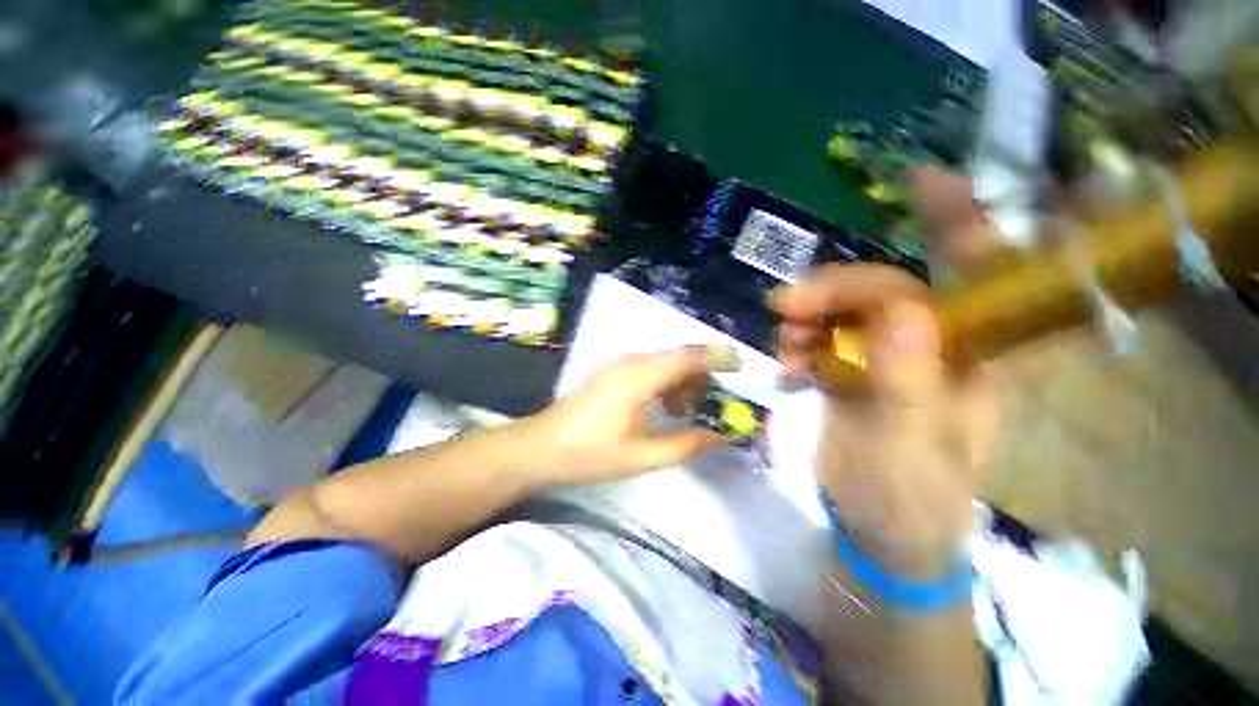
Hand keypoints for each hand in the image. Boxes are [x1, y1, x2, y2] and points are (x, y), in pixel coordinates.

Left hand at [525, 347, 726, 486]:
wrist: (540, 448)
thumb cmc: (590, 453)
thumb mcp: (642, 456)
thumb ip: (685, 444)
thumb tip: (720, 436)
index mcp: (640, 376)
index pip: (688, 357)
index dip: (717, 357)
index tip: (741, 365)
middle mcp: (632, 361)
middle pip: (678, 358)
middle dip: (701, 377)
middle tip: (710, 407)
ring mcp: (619, 365)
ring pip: (664, 363)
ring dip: (682, 383)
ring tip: (685, 414)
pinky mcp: (612, 373)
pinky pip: (649, 370)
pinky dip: (665, 384)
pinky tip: (663, 409)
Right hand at [773, 265, 999, 573]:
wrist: (881, 533)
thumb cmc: (908, 499)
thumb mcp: (911, 448)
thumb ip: (910, 384)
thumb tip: (904, 312)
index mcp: (958, 361)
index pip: (910, 297)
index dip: (855, 287)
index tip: (802, 301)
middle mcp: (923, 352)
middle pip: (870, 299)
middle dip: (824, 300)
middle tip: (782, 313)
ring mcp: (882, 363)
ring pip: (840, 318)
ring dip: (806, 323)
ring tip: (786, 353)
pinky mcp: (850, 378)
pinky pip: (821, 344)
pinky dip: (798, 347)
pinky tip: (787, 371)